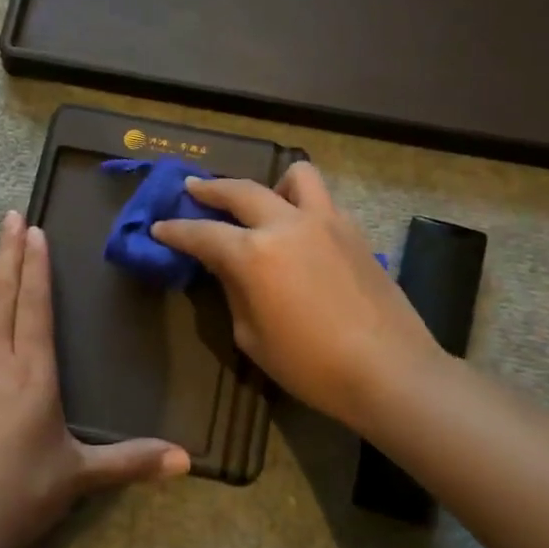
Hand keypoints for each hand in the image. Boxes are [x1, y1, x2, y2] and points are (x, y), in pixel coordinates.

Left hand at [0, 211, 188, 547]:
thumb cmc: (24, 495)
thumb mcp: (83, 476)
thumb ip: (132, 461)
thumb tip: (188, 461)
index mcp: (33, 375)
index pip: (36, 309)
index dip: (36, 269)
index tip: (34, 233)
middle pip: (2, 299)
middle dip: (7, 256)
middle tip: (7, 217)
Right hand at [151, 163, 443, 433]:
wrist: (389, 371)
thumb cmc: (310, 365)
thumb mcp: (252, 336)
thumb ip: (234, 291)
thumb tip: (229, 268)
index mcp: (254, 254)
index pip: (203, 233)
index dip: (175, 231)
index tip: (159, 227)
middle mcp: (287, 225)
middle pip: (241, 190)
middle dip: (211, 188)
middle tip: (192, 189)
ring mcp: (326, 222)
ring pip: (294, 176)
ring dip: (270, 183)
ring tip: (262, 202)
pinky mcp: (354, 231)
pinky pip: (322, 201)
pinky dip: (302, 205)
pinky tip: (298, 231)